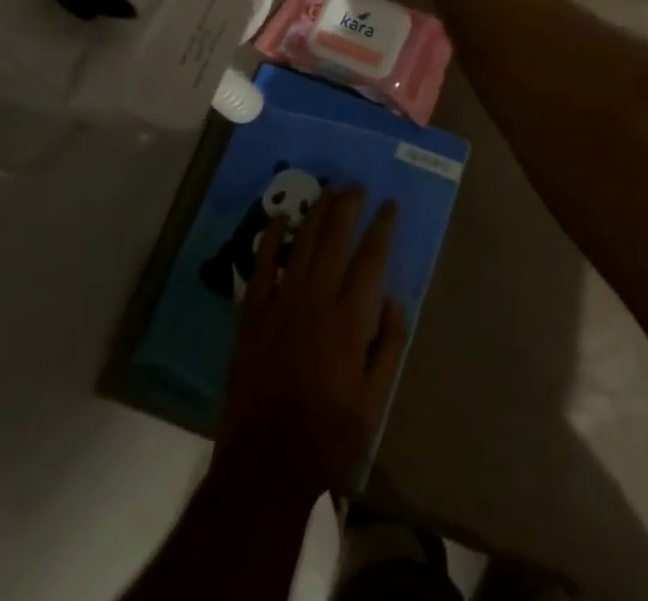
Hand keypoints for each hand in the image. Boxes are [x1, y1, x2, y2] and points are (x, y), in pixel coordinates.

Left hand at [218, 188, 407, 496]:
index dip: (382, 227)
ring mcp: (281, 304)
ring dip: (316, 213)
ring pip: (302, 244)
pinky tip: (279, 220)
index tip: (390, 205)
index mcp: (350, 320)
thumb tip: (393, 298)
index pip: (371, 259)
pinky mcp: (253, 315)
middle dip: (348, 206)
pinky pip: (262, 267)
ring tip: (327, 190)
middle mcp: (316, 300)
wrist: (267, 462)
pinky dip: (270, 240)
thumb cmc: (329, 435)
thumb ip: (389, 346)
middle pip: (335, 239)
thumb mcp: (375, 401)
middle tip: (356, 185)